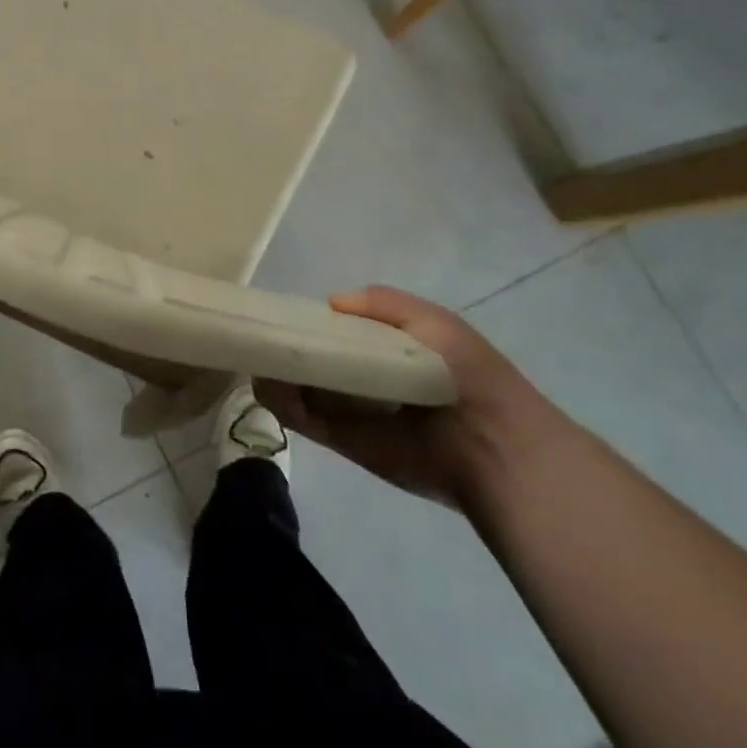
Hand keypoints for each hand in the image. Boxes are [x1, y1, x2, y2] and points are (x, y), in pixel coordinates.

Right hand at [256, 285, 556, 510]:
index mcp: (386, 350)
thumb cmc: (464, 374)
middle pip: (312, 359)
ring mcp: (349, 411)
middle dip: (287, 347)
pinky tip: (266, 383)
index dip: (312, 321)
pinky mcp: (342, 441)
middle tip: (261, 334)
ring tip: (256, 357)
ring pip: (300, 388)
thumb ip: (383, 303)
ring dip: (277, 374)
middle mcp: (362, 379)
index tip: (284, 311)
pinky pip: (303, 419)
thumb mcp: (434, 321)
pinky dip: (282, 403)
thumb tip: (330, 302)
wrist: (490, 445)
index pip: (338, 332)